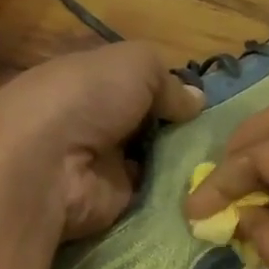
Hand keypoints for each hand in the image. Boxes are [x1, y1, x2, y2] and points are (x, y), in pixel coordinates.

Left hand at [0, 41, 203, 240]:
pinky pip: (150, 197)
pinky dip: (174, 195)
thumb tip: (195, 102)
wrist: (47, 166)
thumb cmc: (85, 98)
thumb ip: (169, 80)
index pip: (132, 86)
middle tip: (219, 136)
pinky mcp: (110, 205)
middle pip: (144, 127)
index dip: (166, 91)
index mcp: (86, 84)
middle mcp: (91, 125)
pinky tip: (206, 190)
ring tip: (220, 162)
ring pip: (151, 163)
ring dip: (180, 163)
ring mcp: (99, 168)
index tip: (202, 103)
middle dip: (178, 130)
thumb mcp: (135, 64)